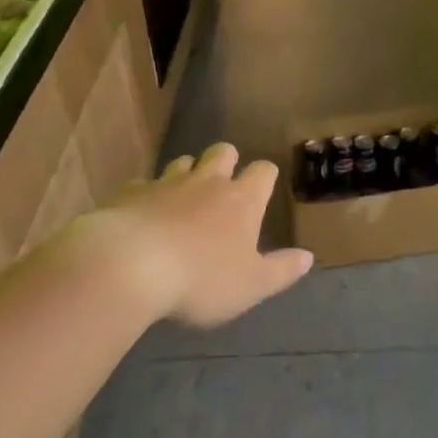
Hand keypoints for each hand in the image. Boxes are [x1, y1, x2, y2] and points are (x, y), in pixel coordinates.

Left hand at [66, 143, 312, 326]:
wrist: (128, 266)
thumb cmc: (200, 279)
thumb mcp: (250, 285)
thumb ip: (281, 271)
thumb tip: (308, 257)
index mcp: (241, 201)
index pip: (263, 171)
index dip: (265, 176)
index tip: (264, 185)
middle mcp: (207, 182)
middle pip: (223, 152)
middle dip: (227, 160)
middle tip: (224, 181)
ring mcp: (166, 183)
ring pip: (183, 162)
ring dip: (188, 172)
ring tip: (184, 195)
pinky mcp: (130, 193)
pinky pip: (142, 184)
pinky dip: (146, 195)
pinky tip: (142, 214)